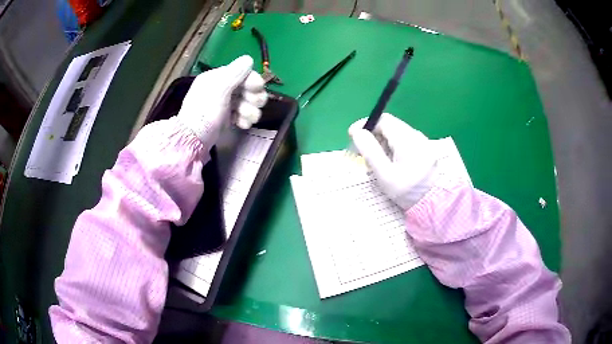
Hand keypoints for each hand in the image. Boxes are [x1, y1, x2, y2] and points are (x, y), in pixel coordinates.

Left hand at [177, 55, 266, 146]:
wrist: (193, 140)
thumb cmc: (204, 112)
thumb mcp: (219, 89)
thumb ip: (234, 73)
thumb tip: (248, 59)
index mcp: (217, 78)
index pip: (242, 72)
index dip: (252, 79)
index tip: (257, 88)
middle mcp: (222, 88)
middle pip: (248, 88)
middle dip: (254, 97)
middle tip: (253, 105)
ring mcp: (225, 104)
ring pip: (248, 102)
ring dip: (251, 110)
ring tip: (246, 119)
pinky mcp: (227, 118)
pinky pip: (242, 114)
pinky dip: (245, 119)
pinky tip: (242, 125)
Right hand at [348, 113, 437, 209]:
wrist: (435, 203)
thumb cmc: (408, 190)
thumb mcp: (385, 175)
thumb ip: (370, 152)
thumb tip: (358, 133)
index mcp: (406, 139)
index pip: (383, 120)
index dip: (366, 124)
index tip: (353, 135)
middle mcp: (415, 135)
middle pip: (389, 126)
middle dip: (372, 135)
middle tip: (361, 151)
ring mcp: (421, 142)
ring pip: (396, 133)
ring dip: (381, 142)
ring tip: (374, 160)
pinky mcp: (424, 149)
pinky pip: (404, 141)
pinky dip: (392, 147)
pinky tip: (388, 162)